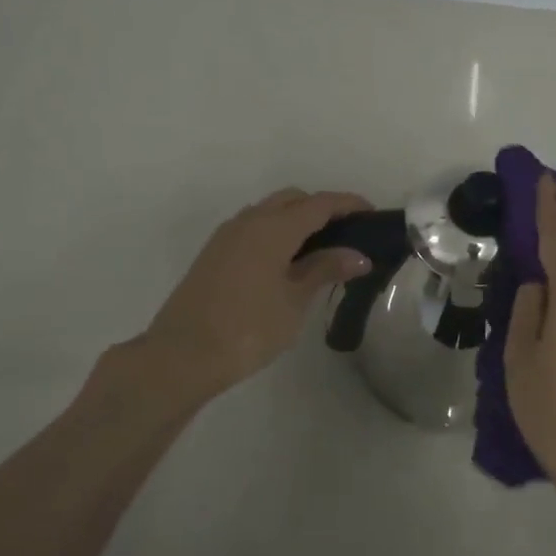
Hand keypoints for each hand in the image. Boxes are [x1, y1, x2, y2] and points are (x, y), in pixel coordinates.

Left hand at [136, 188, 372, 400]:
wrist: (181, 356)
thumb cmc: (248, 328)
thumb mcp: (294, 300)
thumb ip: (324, 269)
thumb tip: (357, 255)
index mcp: (273, 227)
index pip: (319, 204)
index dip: (348, 204)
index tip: (373, 213)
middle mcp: (249, 221)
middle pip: (293, 199)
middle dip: (322, 208)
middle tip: (347, 234)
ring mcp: (227, 236)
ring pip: (269, 211)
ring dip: (296, 220)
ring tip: (320, 250)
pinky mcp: (214, 253)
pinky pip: (253, 228)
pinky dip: (276, 232)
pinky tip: (287, 262)